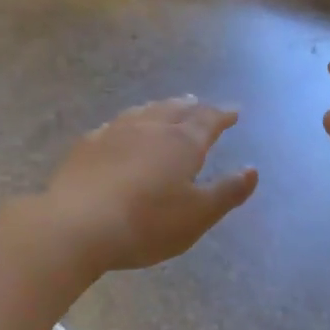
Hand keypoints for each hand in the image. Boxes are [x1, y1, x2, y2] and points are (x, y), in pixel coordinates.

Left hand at [43, 97, 258, 270]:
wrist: (77, 226)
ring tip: (166, 107)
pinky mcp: (87, 146)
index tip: (234, 111)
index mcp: (182, 143)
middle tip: (199, 103)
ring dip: (160, 108)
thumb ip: (227, 192)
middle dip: (191, 107)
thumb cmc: (147, 223)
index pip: (208, 120)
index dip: (223, 115)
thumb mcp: (198, 215)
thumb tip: (252, 170)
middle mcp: (151, 128)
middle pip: (175, 109)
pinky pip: (114, 125)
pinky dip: (128, 123)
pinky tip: (121, 129)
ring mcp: (115, 133)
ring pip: (144, 111)